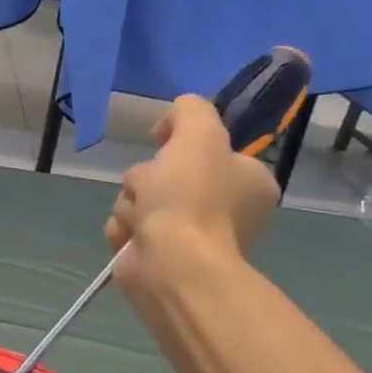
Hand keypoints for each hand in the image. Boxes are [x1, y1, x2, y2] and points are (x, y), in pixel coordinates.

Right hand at [105, 94, 277, 302]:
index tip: (162, 141)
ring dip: (130, 204)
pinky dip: (123, 229)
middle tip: (153, 189)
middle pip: (166, 173)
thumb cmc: (191, 197)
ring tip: (140, 219)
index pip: (207, 147)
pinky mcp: (159, 256)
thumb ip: (191, 109)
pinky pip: (128, 227)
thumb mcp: (199, 132)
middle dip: (147, 178)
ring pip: (141, 199)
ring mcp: (190, 236)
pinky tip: (131, 237)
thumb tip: (175, 117)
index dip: (179, 141)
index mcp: (248, 181)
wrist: (172, 263)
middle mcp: (225, 209)